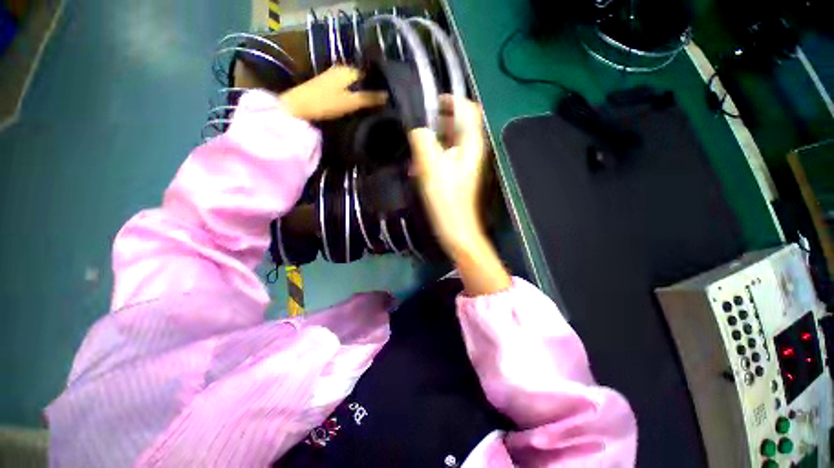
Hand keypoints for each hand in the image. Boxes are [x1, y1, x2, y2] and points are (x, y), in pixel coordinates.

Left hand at [280, 66, 386, 120]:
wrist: (297, 107)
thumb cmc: (325, 103)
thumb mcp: (350, 102)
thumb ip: (369, 99)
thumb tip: (388, 96)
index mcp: (348, 70)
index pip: (370, 75)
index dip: (379, 87)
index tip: (388, 100)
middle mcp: (341, 70)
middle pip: (361, 80)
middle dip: (370, 91)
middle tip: (382, 107)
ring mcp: (332, 77)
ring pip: (354, 85)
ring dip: (362, 95)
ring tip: (372, 108)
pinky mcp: (327, 86)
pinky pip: (346, 90)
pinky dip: (352, 97)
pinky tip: (357, 107)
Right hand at [408, 95, 487, 251]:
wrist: (456, 228)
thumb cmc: (446, 199)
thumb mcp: (432, 167)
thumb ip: (423, 141)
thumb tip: (416, 128)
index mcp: (471, 144)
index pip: (468, 109)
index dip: (451, 100)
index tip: (429, 103)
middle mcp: (471, 150)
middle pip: (457, 125)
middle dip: (436, 122)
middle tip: (416, 127)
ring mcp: (464, 164)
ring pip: (448, 142)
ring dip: (431, 142)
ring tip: (414, 151)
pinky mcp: (456, 175)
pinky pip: (444, 158)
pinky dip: (431, 158)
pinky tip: (417, 169)